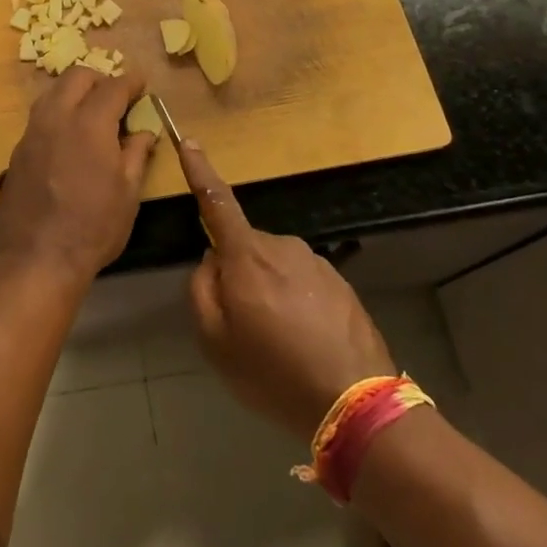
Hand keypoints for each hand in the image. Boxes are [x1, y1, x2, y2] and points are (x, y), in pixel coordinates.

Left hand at [0, 69, 156, 284]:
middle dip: (99, 79)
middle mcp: (57, 118)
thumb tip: (144, 131)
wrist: (36, 259)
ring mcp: (32, 133)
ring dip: (73, 92)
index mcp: (90, 124)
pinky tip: (67, 136)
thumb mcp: (127, 194)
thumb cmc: (93, 228)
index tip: (141, 83)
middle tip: (115, 96)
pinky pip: (39, 117)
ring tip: (90, 111)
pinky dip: (57, 114)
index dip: (131, 81)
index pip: (113, 87)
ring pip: (52, 93)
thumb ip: (136, 154)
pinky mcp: (17, 151)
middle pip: (77, 77)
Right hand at [184, 140, 395, 441]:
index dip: (200, 171)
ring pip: (276, 268)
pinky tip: (307, 345)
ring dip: (271, 293)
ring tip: (281, 344)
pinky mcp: (340, 283)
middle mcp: (282, 246)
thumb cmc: (273, 372)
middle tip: (245, 327)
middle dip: (240, 275)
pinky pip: (304, 285)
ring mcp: (315, 262)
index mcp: (247, 256)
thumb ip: (201, 290)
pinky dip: (298, 307)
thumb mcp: (215, 341)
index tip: (190, 142)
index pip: (216, 202)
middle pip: (246, 249)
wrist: (356, 403)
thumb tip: (210, 261)